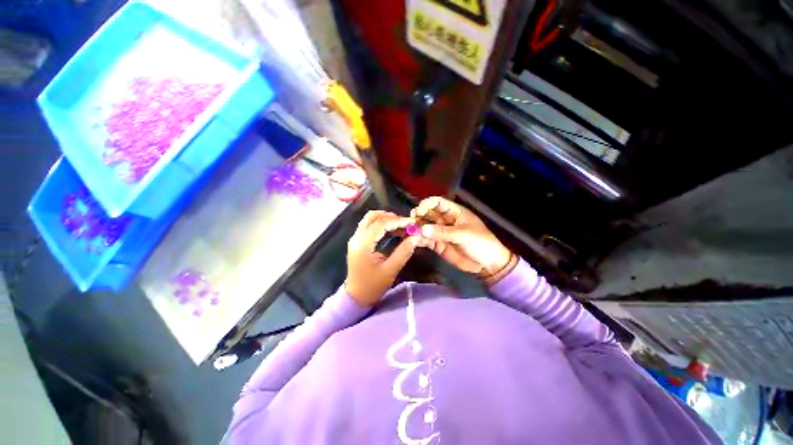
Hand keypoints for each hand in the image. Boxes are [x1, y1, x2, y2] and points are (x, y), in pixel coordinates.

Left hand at [345, 211, 419, 305]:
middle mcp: (357, 237)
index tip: (412, 222)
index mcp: (363, 244)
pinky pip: (369, 225)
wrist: (356, 296)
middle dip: (391, 216)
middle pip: (373, 216)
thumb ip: (403, 252)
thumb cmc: (372, 285)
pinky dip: (381, 224)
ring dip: (386, 219)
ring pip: (370, 219)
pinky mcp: (357, 241)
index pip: (381, 224)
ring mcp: (355, 238)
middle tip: (406, 223)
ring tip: (401, 226)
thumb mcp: (390, 270)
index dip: (398, 221)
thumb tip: (416, 237)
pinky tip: (393, 231)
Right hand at [411, 196, 514, 284]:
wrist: (487, 264)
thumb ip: (443, 232)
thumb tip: (423, 229)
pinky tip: (414, 240)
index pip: (438, 202)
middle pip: (428, 213)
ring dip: (417, 228)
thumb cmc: (481, 243)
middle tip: (411, 221)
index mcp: (454, 212)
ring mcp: (441, 232)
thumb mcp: (464, 234)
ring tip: (410, 231)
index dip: (427, 204)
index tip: (418, 210)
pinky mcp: (438, 244)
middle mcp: (445, 220)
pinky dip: (419, 239)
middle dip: (419, 215)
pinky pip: (426, 240)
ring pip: (425, 226)